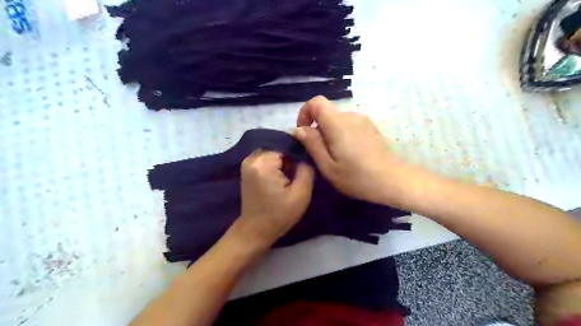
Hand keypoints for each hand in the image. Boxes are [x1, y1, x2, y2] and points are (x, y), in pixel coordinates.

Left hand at [233, 151, 315, 248]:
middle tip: (295, 178)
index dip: (298, 157)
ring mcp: (247, 162)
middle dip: (290, 160)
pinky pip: (266, 159)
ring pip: (274, 154)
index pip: (288, 147)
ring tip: (288, 180)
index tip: (303, 171)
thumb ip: (306, 170)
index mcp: (264, 163)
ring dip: (283, 164)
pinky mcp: (247, 168)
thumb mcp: (301, 195)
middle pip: (280, 149)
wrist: (255, 230)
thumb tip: (306, 155)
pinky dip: (275, 166)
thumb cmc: (279, 215)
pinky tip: (279, 181)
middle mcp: (252, 158)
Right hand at [293, 96, 410, 204]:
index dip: (305, 113)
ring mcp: (363, 121)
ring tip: (336, 157)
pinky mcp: (370, 127)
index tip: (304, 133)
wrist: (394, 180)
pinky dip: (342, 135)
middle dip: (317, 130)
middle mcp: (350, 116)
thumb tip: (299, 129)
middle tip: (320, 154)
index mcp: (337, 124)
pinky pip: (349, 125)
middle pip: (326, 113)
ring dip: (330, 134)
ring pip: (337, 121)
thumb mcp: (328, 167)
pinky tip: (350, 154)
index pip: (316, 102)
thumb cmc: (358, 177)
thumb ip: (312, 145)